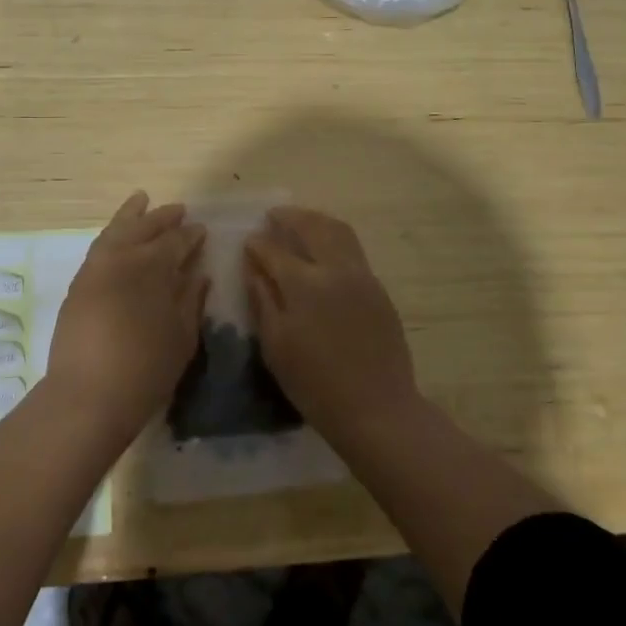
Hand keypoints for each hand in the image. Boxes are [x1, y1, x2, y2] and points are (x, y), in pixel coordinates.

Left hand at [47, 192, 206, 436]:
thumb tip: (199, 274)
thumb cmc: (146, 369)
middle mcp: (123, 257)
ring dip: (131, 215)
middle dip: (162, 218)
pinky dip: (111, 233)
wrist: (88, 394)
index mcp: (153, 267)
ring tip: (141, 200)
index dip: (190, 235)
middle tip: (178, 210)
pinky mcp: (79, 283)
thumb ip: (191, 300)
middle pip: (144, 228)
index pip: (175, 242)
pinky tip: (117, 234)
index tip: (200, 229)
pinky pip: (99, 246)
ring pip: (116, 230)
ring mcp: (96, 268)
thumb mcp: (182, 337)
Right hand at [244, 206, 420, 438]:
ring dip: (315, 221)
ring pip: (338, 230)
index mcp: (304, 284)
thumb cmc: (315, 384)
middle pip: (311, 226)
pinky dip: (334, 237)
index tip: (248, 242)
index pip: (274, 250)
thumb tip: (253, 265)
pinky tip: (324, 250)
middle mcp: (335, 269)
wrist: (377, 408)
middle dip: (289, 217)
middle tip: (273, 216)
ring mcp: (361, 276)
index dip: (257, 244)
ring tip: (299, 223)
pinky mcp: (378, 288)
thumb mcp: (276, 345)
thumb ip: (262, 299)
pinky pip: (353, 249)